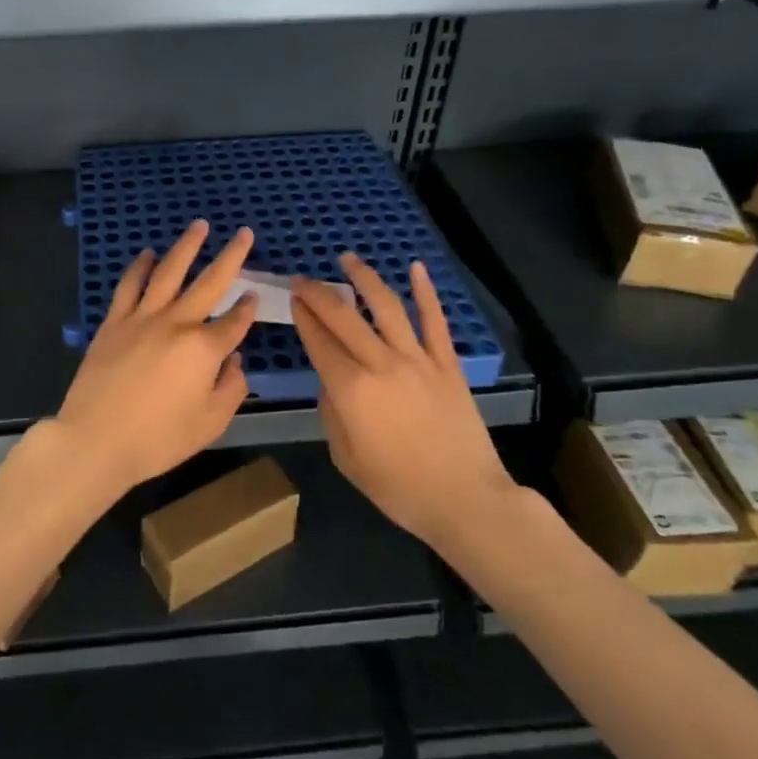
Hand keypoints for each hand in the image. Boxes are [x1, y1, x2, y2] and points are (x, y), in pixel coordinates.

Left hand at [52, 220, 258, 496]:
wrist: (96, 440)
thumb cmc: (158, 440)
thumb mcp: (210, 424)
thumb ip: (230, 388)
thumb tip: (235, 361)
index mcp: (204, 350)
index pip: (234, 322)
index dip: (247, 309)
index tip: (254, 296)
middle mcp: (177, 323)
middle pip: (209, 282)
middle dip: (231, 257)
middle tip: (244, 233)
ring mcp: (142, 318)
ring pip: (169, 271)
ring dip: (186, 246)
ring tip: (199, 226)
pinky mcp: (114, 322)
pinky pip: (129, 285)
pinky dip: (140, 266)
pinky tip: (147, 254)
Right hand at [291, 255, 516, 548]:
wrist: (465, 500)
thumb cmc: (398, 487)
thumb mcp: (346, 457)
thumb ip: (331, 413)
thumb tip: (331, 382)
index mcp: (351, 389)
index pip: (318, 341)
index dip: (302, 316)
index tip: (292, 298)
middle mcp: (380, 364)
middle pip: (343, 316)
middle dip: (318, 293)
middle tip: (303, 279)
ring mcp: (418, 360)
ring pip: (386, 307)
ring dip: (364, 278)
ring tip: (348, 258)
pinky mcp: (447, 364)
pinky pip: (435, 321)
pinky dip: (426, 292)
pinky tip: (416, 268)